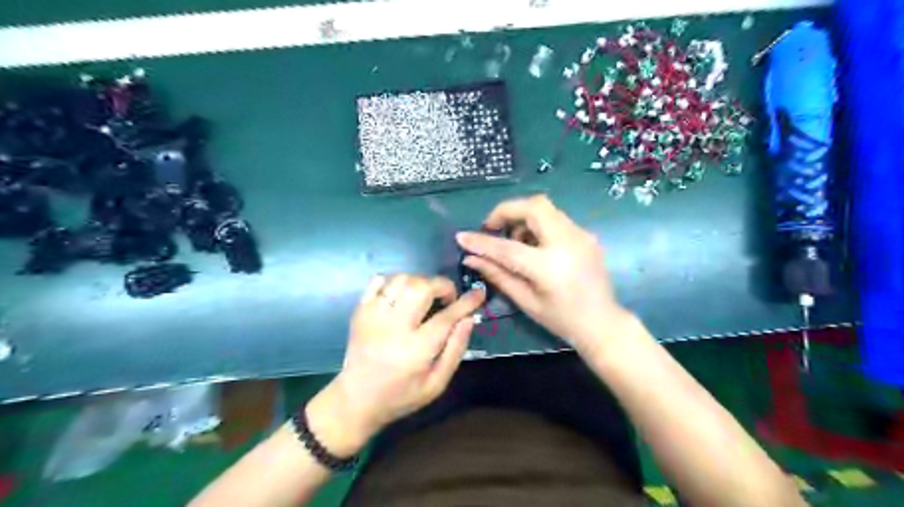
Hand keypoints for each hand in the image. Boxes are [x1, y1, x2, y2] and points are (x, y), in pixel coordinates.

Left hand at [304, 275, 487, 457]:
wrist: (355, 399)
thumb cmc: (401, 396)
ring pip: (402, 279)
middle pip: (422, 288)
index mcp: (415, 350)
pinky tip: (402, 295)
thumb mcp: (436, 384)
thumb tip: (468, 319)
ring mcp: (373, 315)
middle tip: (448, 298)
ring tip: (426, 296)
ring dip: (420, 282)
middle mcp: (393, 327)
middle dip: (442, 286)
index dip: (467, 302)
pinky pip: (379, 280)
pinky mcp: (360, 310)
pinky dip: (396, 281)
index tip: (479, 293)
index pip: (447, 317)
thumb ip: (455, 350)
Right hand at [455, 194, 629, 355]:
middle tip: (493, 228)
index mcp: (549, 267)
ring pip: (546, 208)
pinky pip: (556, 219)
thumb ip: (498, 275)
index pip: (507, 247)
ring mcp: (581, 235)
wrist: (603, 323)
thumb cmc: (562, 320)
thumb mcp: (526, 301)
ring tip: (515, 241)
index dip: (482, 241)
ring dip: (523, 218)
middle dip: (507, 211)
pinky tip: (534, 246)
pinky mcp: (586, 235)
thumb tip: (471, 258)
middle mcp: (567, 243)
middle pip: (534, 206)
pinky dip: (538, 224)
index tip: (462, 237)